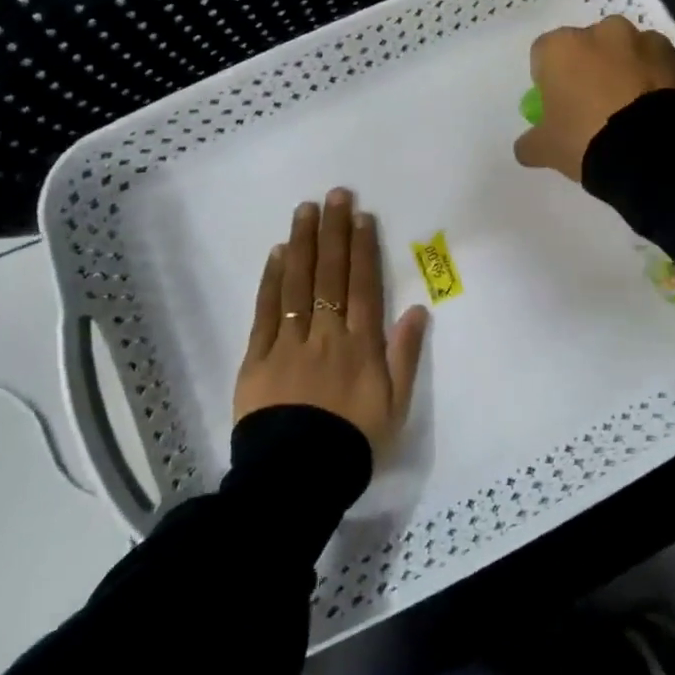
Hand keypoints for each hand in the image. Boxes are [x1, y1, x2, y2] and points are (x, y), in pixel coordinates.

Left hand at [234, 188, 429, 457]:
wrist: (296, 480)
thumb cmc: (353, 442)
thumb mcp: (395, 406)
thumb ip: (405, 355)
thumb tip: (416, 308)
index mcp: (361, 345)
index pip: (362, 285)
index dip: (362, 248)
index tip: (360, 215)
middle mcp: (326, 334)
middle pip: (330, 274)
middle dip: (333, 231)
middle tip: (334, 194)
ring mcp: (290, 343)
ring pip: (298, 284)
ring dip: (303, 244)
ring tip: (305, 210)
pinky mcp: (257, 358)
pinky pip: (266, 312)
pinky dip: (272, 280)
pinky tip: (278, 253)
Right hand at [513, 15, 674, 183]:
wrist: (657, 153)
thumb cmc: (588, 140)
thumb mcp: (546, 150)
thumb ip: (531, 142)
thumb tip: (526, 146)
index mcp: (565, 46)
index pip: (544, 53)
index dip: (548, 78)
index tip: (557, 104)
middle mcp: (606, 32)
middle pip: (590, 46)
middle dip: (591, 68)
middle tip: (596, 106)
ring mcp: (649, 42)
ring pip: (630, 53)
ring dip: (628, 72)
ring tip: (633, 113)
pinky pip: (662, 68)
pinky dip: (659, 84)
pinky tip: (659, 115)